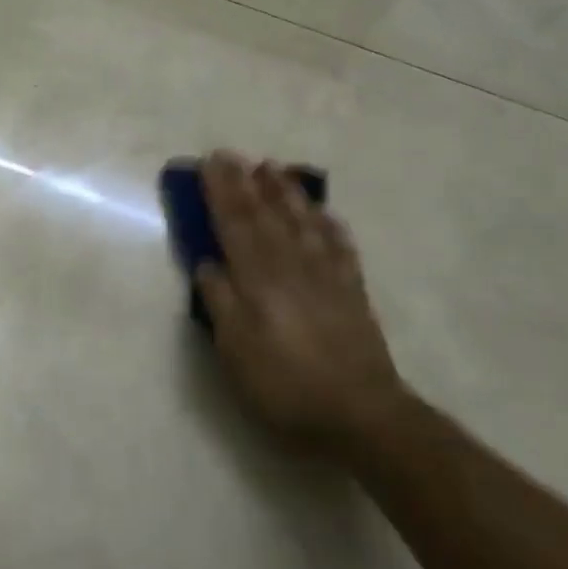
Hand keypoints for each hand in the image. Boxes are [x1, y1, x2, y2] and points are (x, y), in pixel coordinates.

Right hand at [195, 153, 406, 448]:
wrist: (360, 414)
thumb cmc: (285, 385)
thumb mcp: (236, 351)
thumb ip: (220, 303)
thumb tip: (207, 263)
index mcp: (258, 280)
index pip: (234, 225)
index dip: (220, 193)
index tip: (210, 163)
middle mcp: (291, 267)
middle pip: (265, 216)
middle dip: (246, 183)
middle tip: (232, 154)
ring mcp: (326, 276)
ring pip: (302, 223)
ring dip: (285, 193)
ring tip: (273, 168)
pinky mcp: (352, 292)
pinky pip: (340, 247)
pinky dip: (329, 225)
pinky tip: (324, 212)